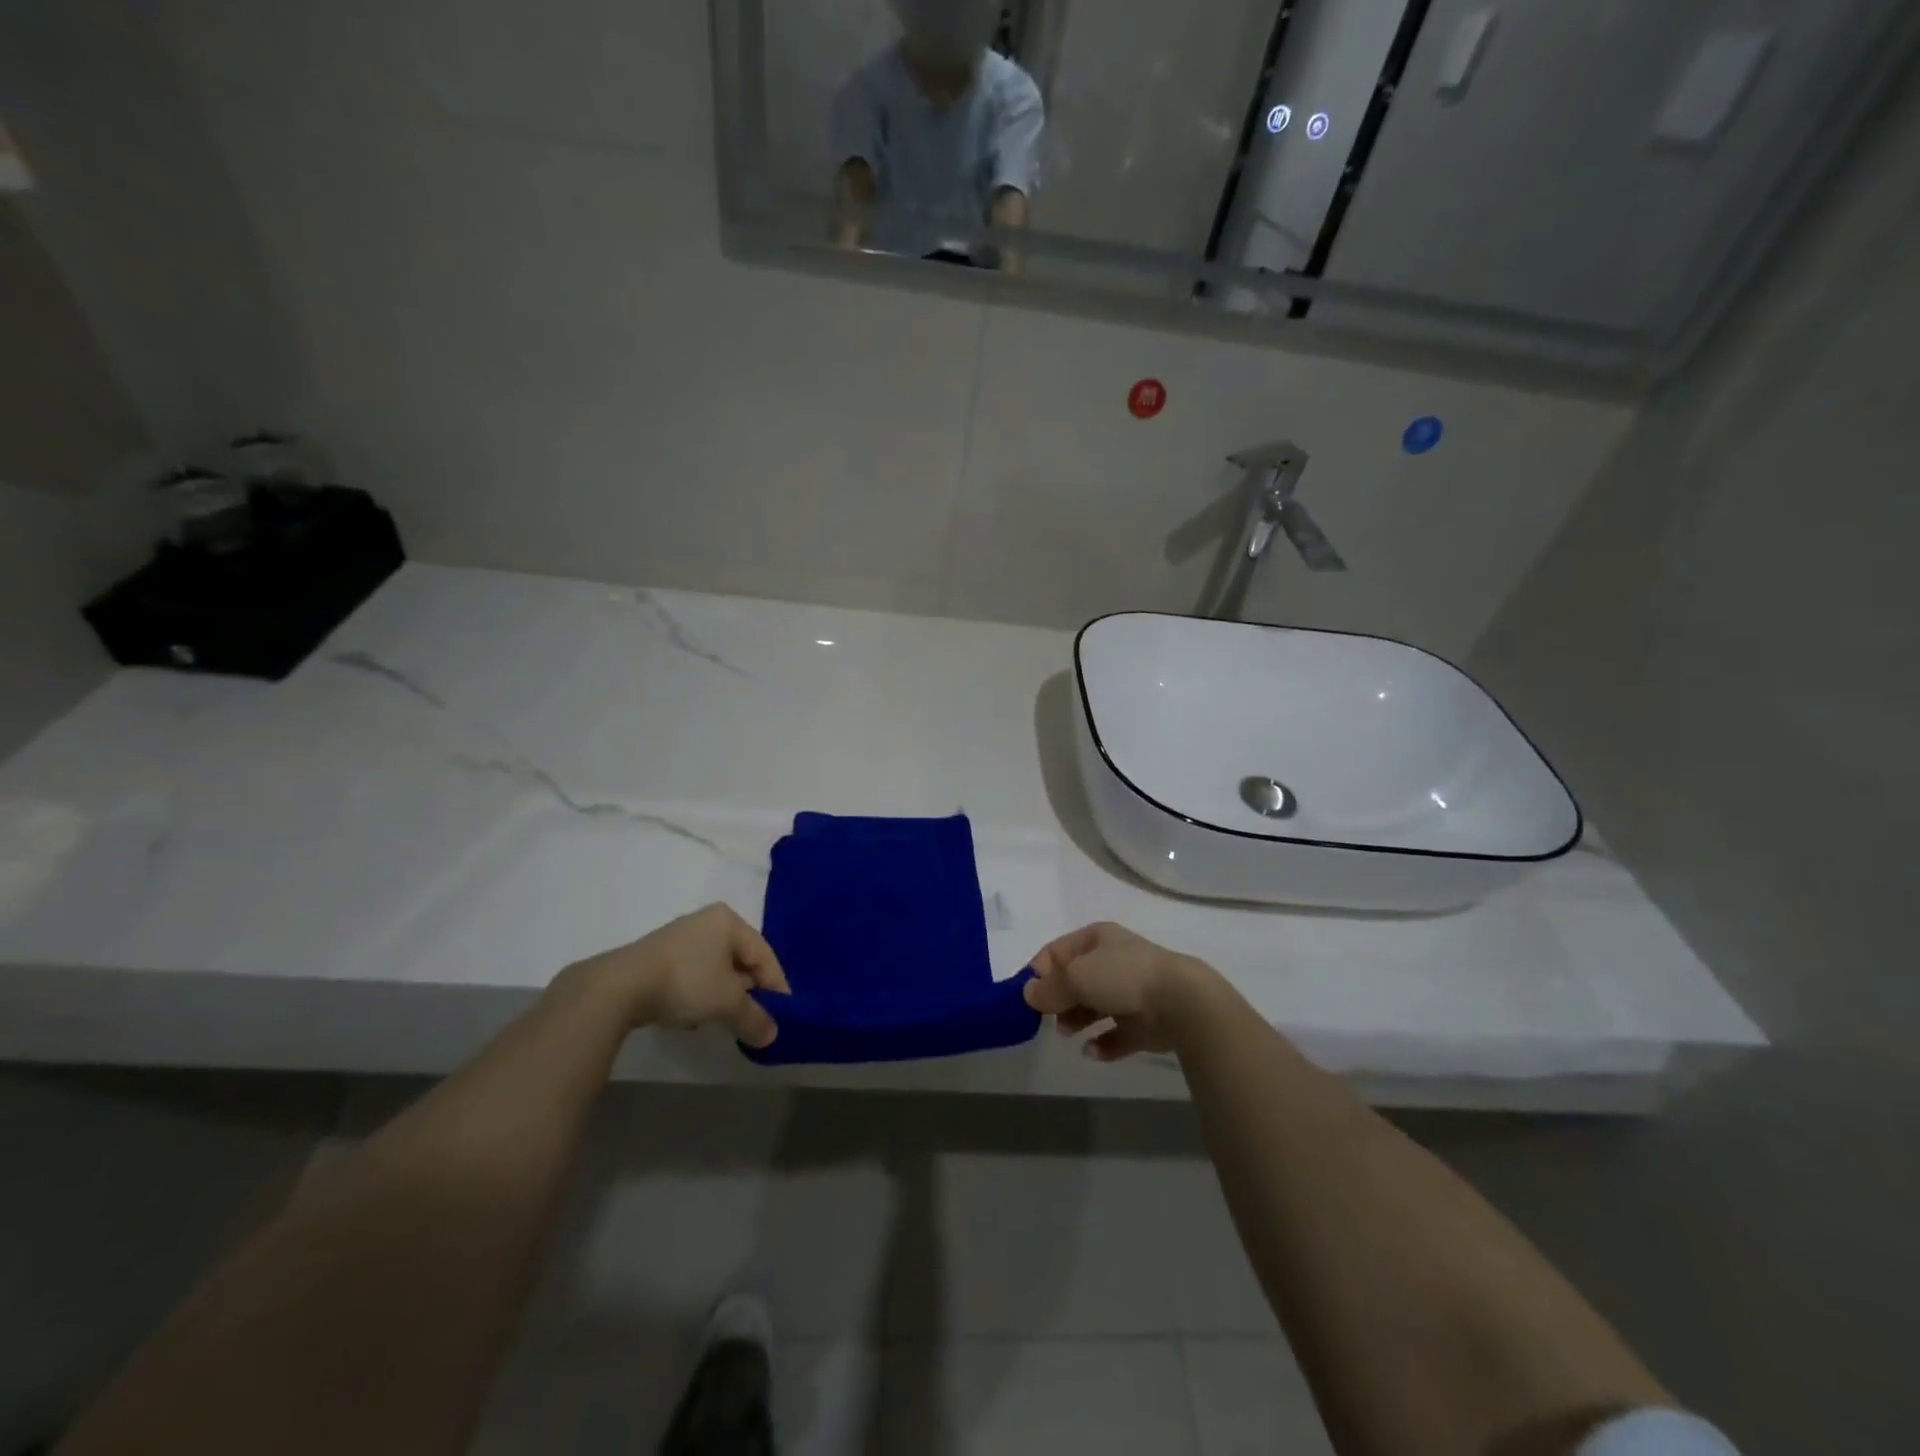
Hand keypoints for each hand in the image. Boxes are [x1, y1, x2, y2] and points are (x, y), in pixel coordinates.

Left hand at [566, 904, 790, 1048]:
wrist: (620, 987)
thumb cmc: (687, 981)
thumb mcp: (728, 1003)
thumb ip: (754, 1018)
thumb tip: (772, 1035)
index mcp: (729, 920)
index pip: (764, 954)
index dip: (776, 985)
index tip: (782, 1014)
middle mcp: (707, 921)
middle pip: (740, 959)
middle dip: (748, 991)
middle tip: (753, 1017)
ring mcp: (680, 937)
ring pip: (716, 969)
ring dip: (723, 995)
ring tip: (723, 1020)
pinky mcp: (658, 956)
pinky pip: (693, 974)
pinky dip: (700, 993)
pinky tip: (693, 1016)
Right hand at [1021, 922, 1216, 1060]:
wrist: (1180, 1002)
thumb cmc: (1121, 976)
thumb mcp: (1075, 976)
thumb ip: (1049, 988)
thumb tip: (1028, 994)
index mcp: (1097, 938)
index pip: (1057, 951)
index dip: (1039, 971)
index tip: (1026, 996)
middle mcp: (1114, 960)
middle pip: (1076, 980)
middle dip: (1059, 999)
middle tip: (1047, 1018)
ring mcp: (1132, 991)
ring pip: (1095, 1006)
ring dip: (1077, 1020)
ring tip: (1067, 1034)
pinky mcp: (1146, 1022)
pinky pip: (1117, 1033)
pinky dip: (1103, 1043)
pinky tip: (1092, 1052)